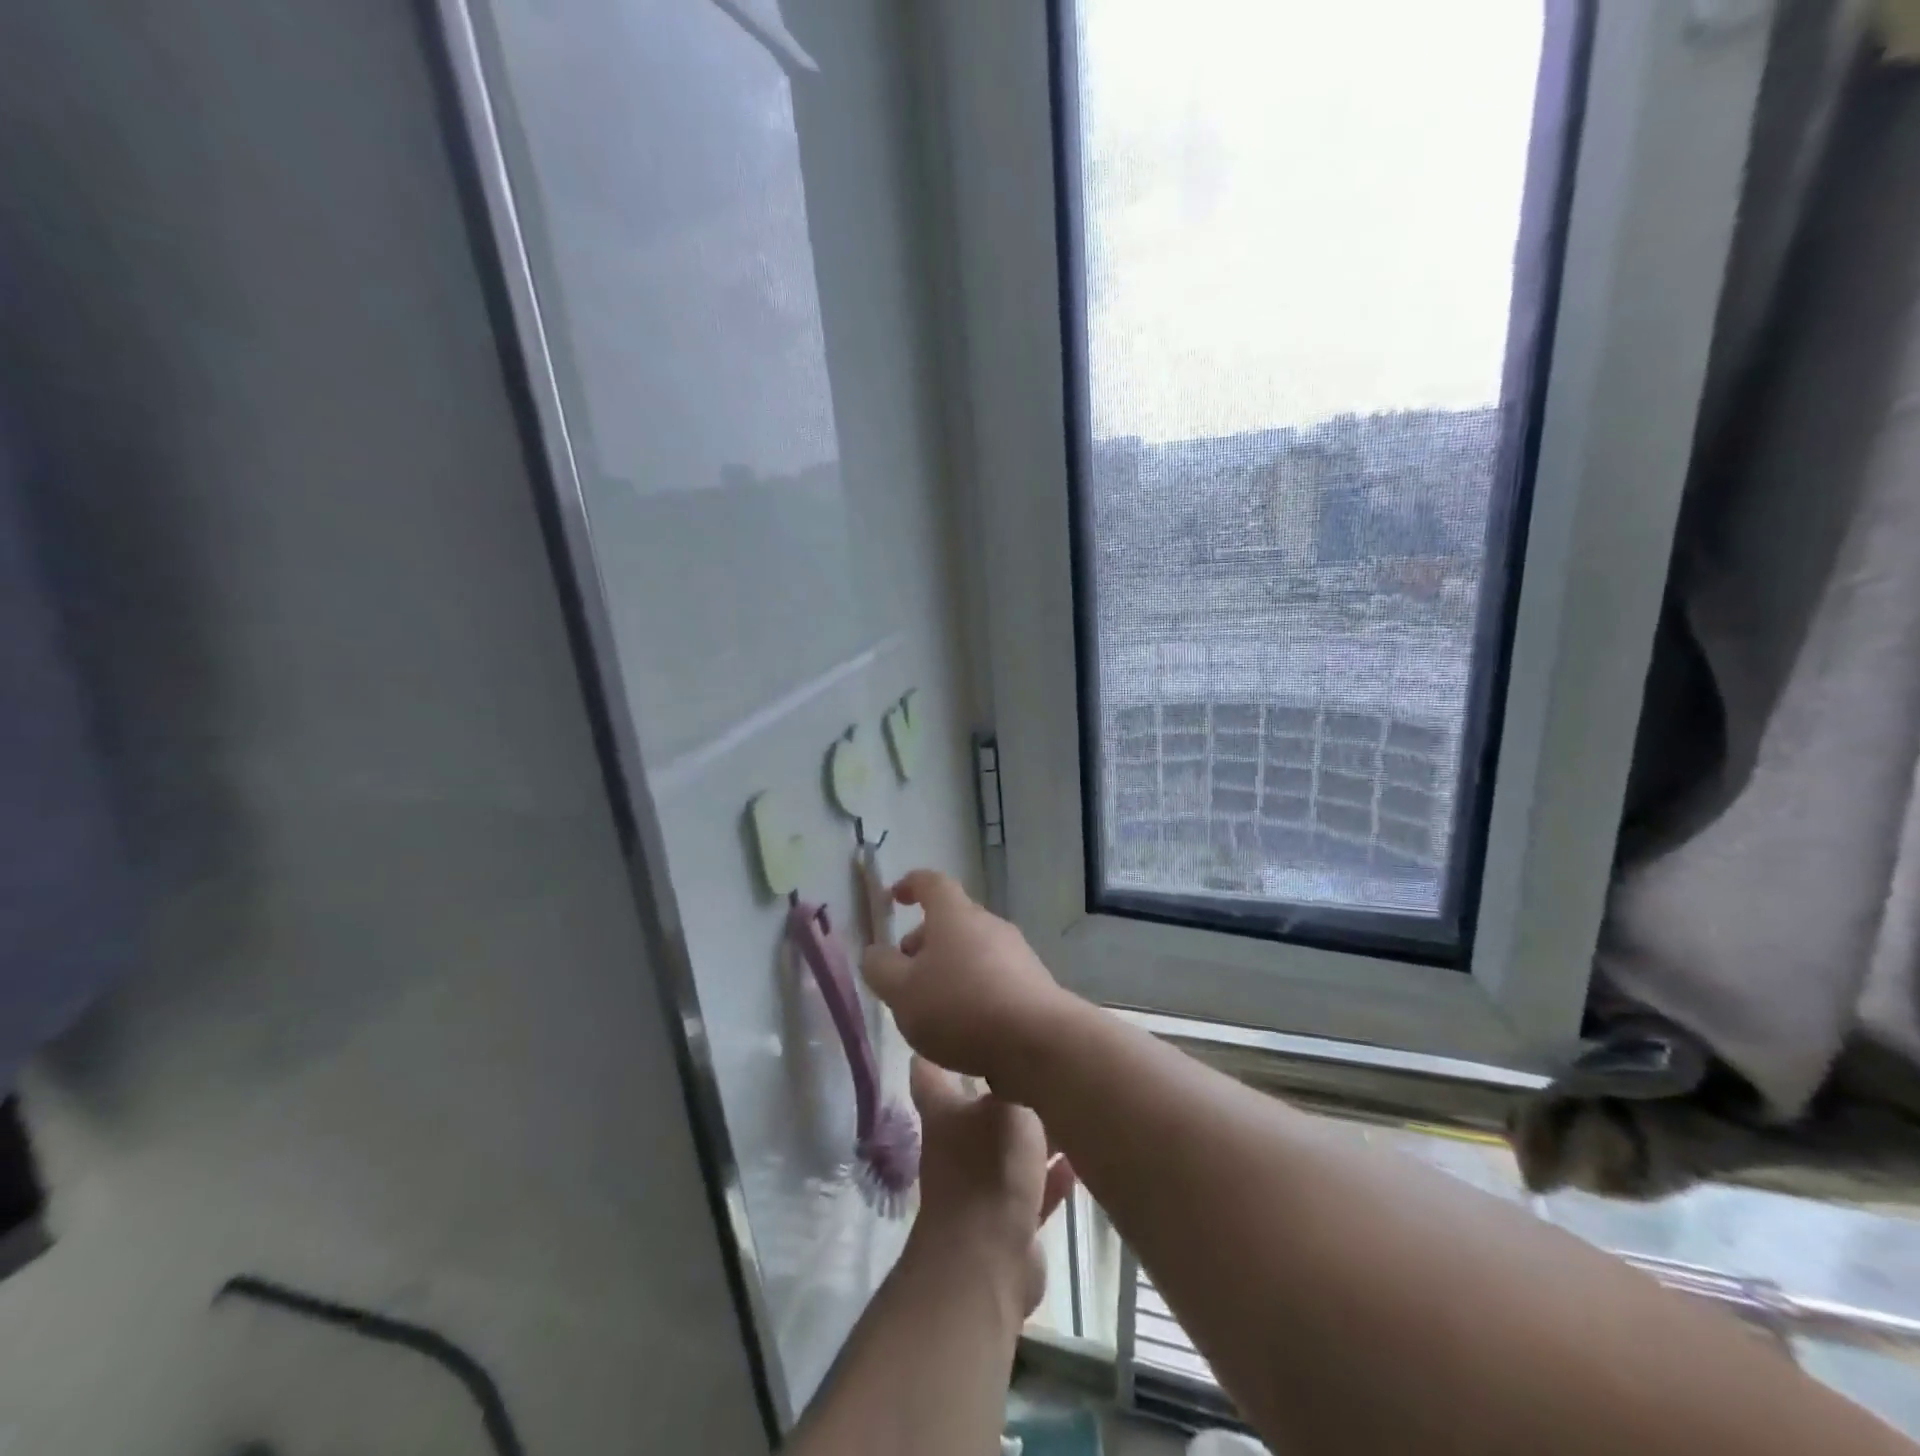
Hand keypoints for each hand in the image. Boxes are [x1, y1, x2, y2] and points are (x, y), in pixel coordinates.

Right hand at [860, 870, 1071, 1094]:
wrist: (1038, 1041)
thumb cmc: (960, 1007)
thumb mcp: (902, 992)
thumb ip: (880, 968)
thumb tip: (876, 953)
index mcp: (954, 914)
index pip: (931, 882)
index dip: (910, 885)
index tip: (894, 899)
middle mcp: (988, 923)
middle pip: (951, 919)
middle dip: (923, 941)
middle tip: (903, 974)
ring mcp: (1016, 952)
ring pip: (972, 950)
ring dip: (947, 968)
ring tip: (930, 1008)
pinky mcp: (1033, 983)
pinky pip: (992, 975)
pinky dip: (972, 989)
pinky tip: (964, 1027)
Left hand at [908, 1057, 1075, 1318]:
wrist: (987, 1257)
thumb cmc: (989, 1166)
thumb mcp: (1009, 1107)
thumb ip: (1015, 1081)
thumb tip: (1020, 1058)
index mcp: (943, 1111)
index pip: (932, 1070)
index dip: (941, 1048)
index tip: (959, 1025)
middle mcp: (956, 1144)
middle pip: (981, 1109)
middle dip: (1008, 1092)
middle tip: (1043, 1067)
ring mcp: (980, 1185)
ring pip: (1011, 1150)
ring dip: (1038, 1137)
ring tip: (1073, 1113)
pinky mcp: (1007, 1221)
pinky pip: (1033, 1189)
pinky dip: (1053, 1177)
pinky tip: (1080, 1163)